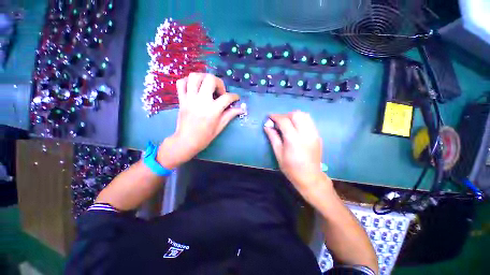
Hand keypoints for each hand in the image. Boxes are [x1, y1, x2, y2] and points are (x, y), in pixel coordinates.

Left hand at [157, 73, 241, 168]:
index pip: (227, 97)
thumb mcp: (220, 126)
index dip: (234, 96)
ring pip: (194, 77)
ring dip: (204, 78)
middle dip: (219, 83)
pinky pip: (181, 83)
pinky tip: (195, 88)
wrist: (186, 141)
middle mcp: (201, 101)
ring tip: (208, 86)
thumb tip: (241, 109)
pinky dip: (188, 81)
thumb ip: (230, 115)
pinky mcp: (181, 100)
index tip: (236, 98)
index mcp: (213, 110)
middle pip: (210, 79)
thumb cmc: (205, 136)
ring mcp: (189, 99)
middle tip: (220, 92)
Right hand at [264, 111, 331, 205]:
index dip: (275, 116)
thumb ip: (273, 137)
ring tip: (287, 123)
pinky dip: (301, 120)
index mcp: (293, 140)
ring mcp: (314, 134)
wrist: (310, 176)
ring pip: (304, 115)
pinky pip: (309, 121)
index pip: (284, 121)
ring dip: (294, 116)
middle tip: (278, 121)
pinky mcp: (318, 135)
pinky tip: (295, 127)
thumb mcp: (278, 153)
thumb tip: (266, 126)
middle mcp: (305, 134)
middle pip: (296, 114)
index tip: (269, 116)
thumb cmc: (291, 168)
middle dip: (285, 115)